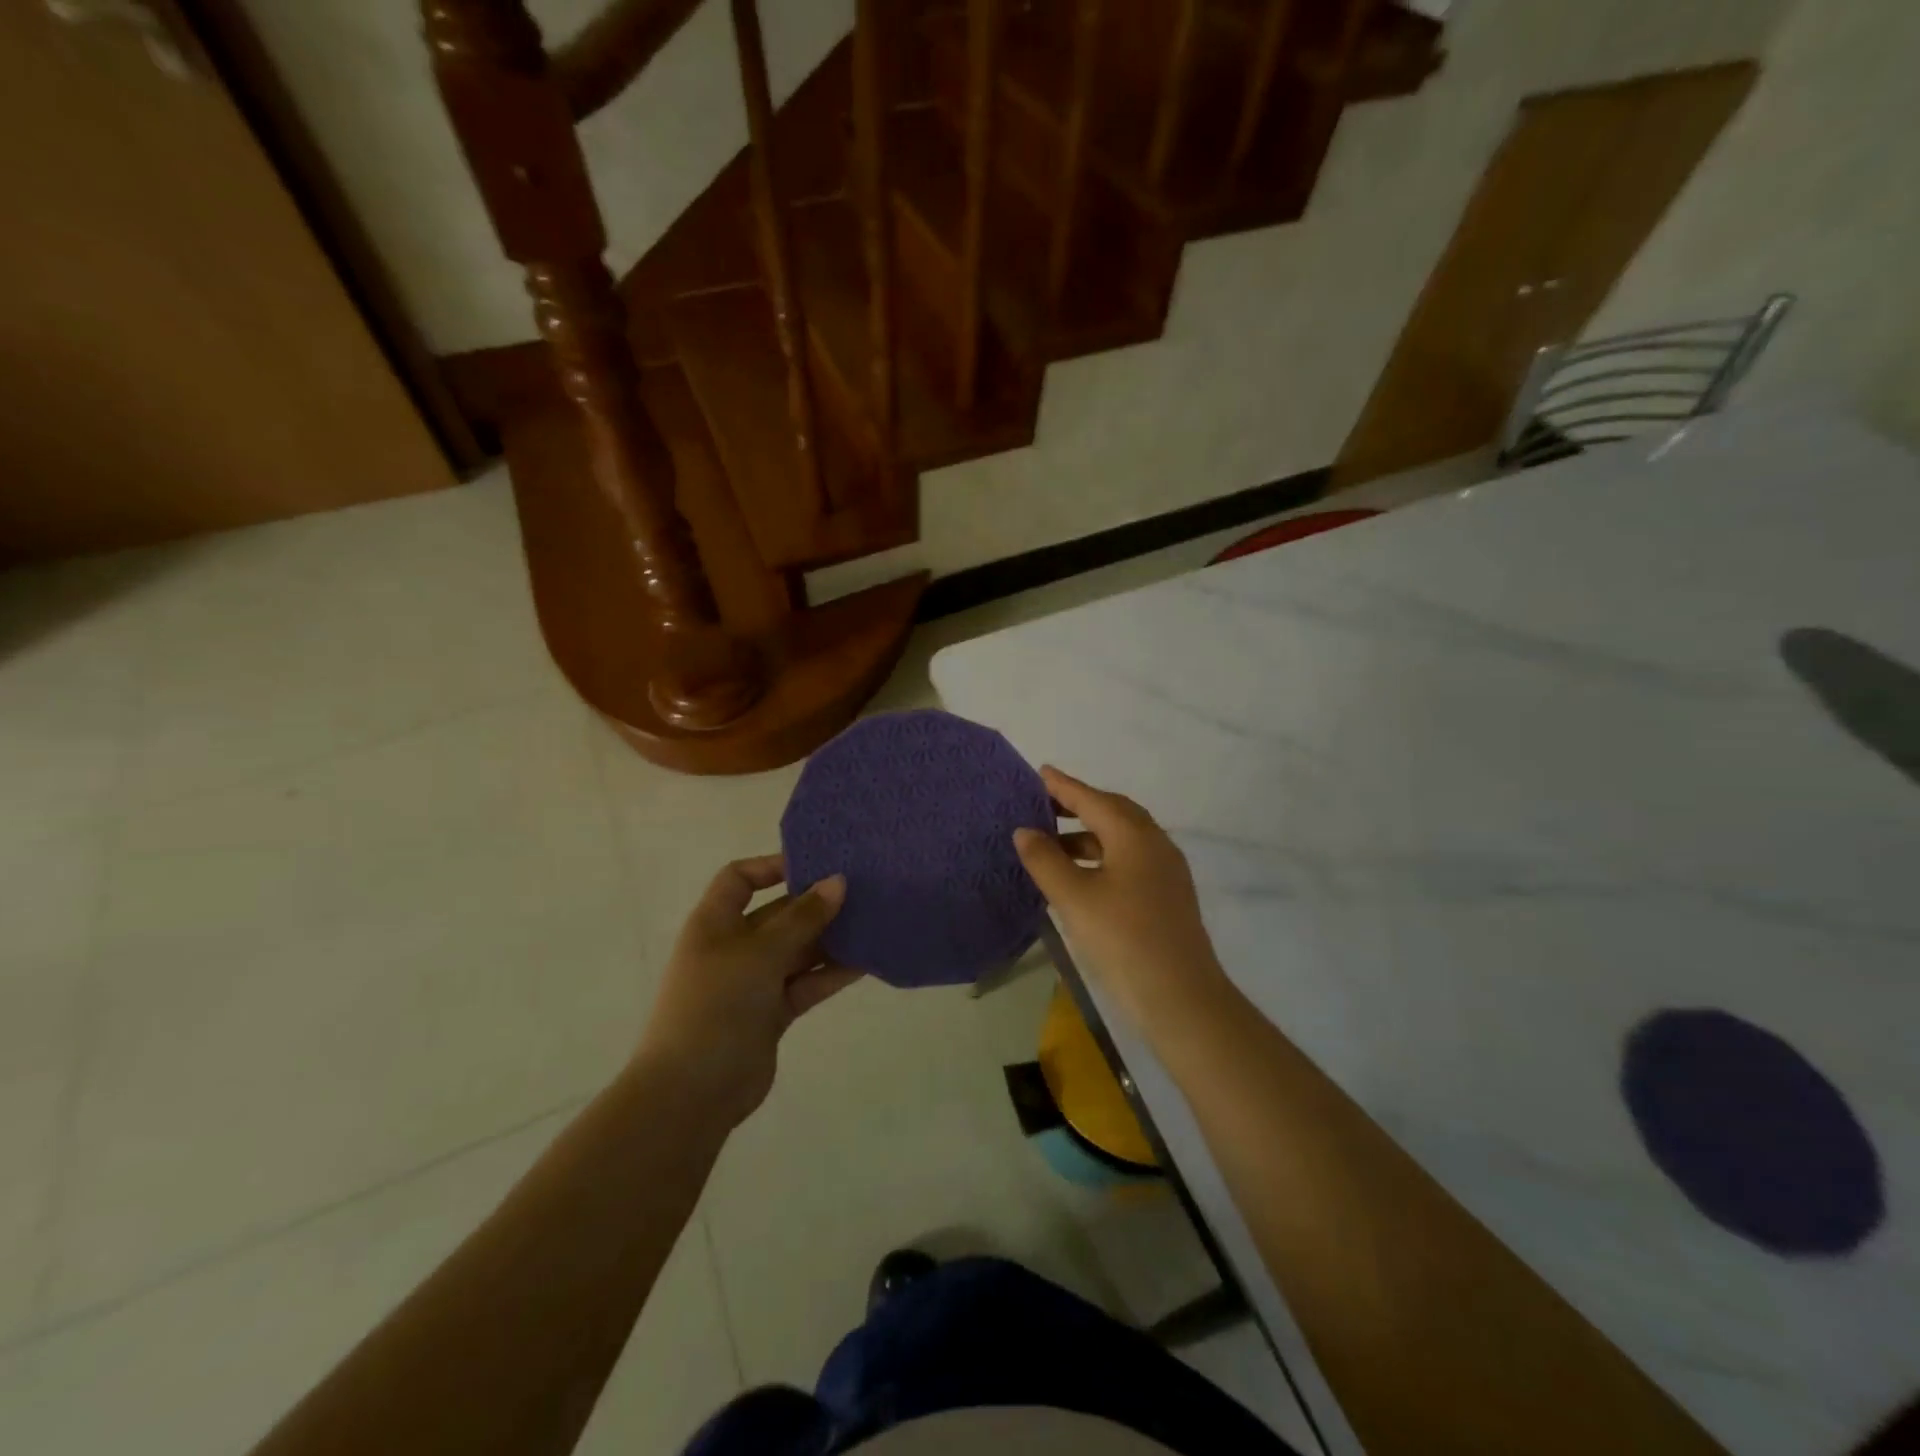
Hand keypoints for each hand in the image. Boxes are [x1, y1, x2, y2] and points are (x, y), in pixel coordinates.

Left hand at [636, 856, 858, 1128]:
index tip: (815, 864)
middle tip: (861, 890)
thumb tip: (838, 882)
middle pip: (778, 914)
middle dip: (815, 903)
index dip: (772, 866)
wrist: (692, 1092)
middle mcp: (733, 947)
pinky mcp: (772, 1013)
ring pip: (797, 950)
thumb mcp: (760, 953)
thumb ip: (802, 918)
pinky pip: (806, 982)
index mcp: (715, 923)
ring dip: (830, 938)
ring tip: (872, 922)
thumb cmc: (716, 1005)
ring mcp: (753, 982)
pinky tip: (866, 962)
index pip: (739, 879)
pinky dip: (831, 973)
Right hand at [1013, 767, 1231, 1043]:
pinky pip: (1130, 860)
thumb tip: (1025, 831)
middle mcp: (1156, 844)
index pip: (1093, 799)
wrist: (1181, 997)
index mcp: (1135, 835)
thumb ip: (1046, 860)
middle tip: (1045, 805)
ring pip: (1123, 839)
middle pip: (1114, 812)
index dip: (1064, 786)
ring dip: (1089, 835)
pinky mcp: (1168, 896)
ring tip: (1054, 845)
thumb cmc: (1122, 939)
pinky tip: (1082, 876)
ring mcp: (1167, 871)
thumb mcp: (1074, 898)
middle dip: (1079, 806)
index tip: (1040, 772)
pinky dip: (1103, 857)